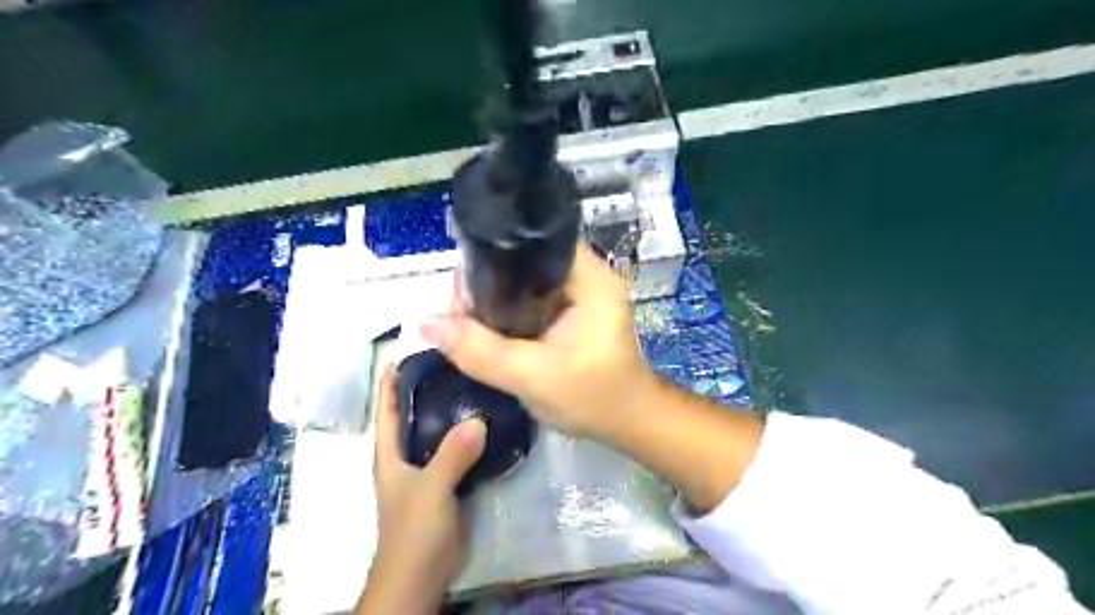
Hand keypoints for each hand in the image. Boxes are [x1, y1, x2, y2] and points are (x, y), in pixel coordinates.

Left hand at [359, 367, 484, 611]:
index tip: (414, 349)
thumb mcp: (431, 489)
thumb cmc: (414, 530)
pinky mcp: (446, 480)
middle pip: (415, 411)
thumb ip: (452, 455)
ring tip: (476, 382)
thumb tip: (479, 419)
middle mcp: (406, 453)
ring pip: (438, 428)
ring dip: (452, 408)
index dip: (394, 378)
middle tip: (458, 360)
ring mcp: (427, 467)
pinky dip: (467, 432)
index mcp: (390, 451)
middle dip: (430, 386)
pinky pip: (456, 447)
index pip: (388, 406)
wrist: (422, 574)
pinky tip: (487, 420)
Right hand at [421, 244, 657, 438]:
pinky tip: (488, 329)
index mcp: (589, 277)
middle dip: (488, 283)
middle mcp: (586, 276)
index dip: (495, 257)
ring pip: (525, 283)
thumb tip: (428, 325)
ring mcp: (580, 294)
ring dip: (495, 300)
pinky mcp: (572, 313)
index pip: (535, 243)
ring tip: (466, 322)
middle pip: (525, 262)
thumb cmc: (594, 398)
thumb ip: (481, 352)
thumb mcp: (534, 377)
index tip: (463, 288)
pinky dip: (509, 313)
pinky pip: (532, 301)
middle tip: (459, 313)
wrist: (628, 423)